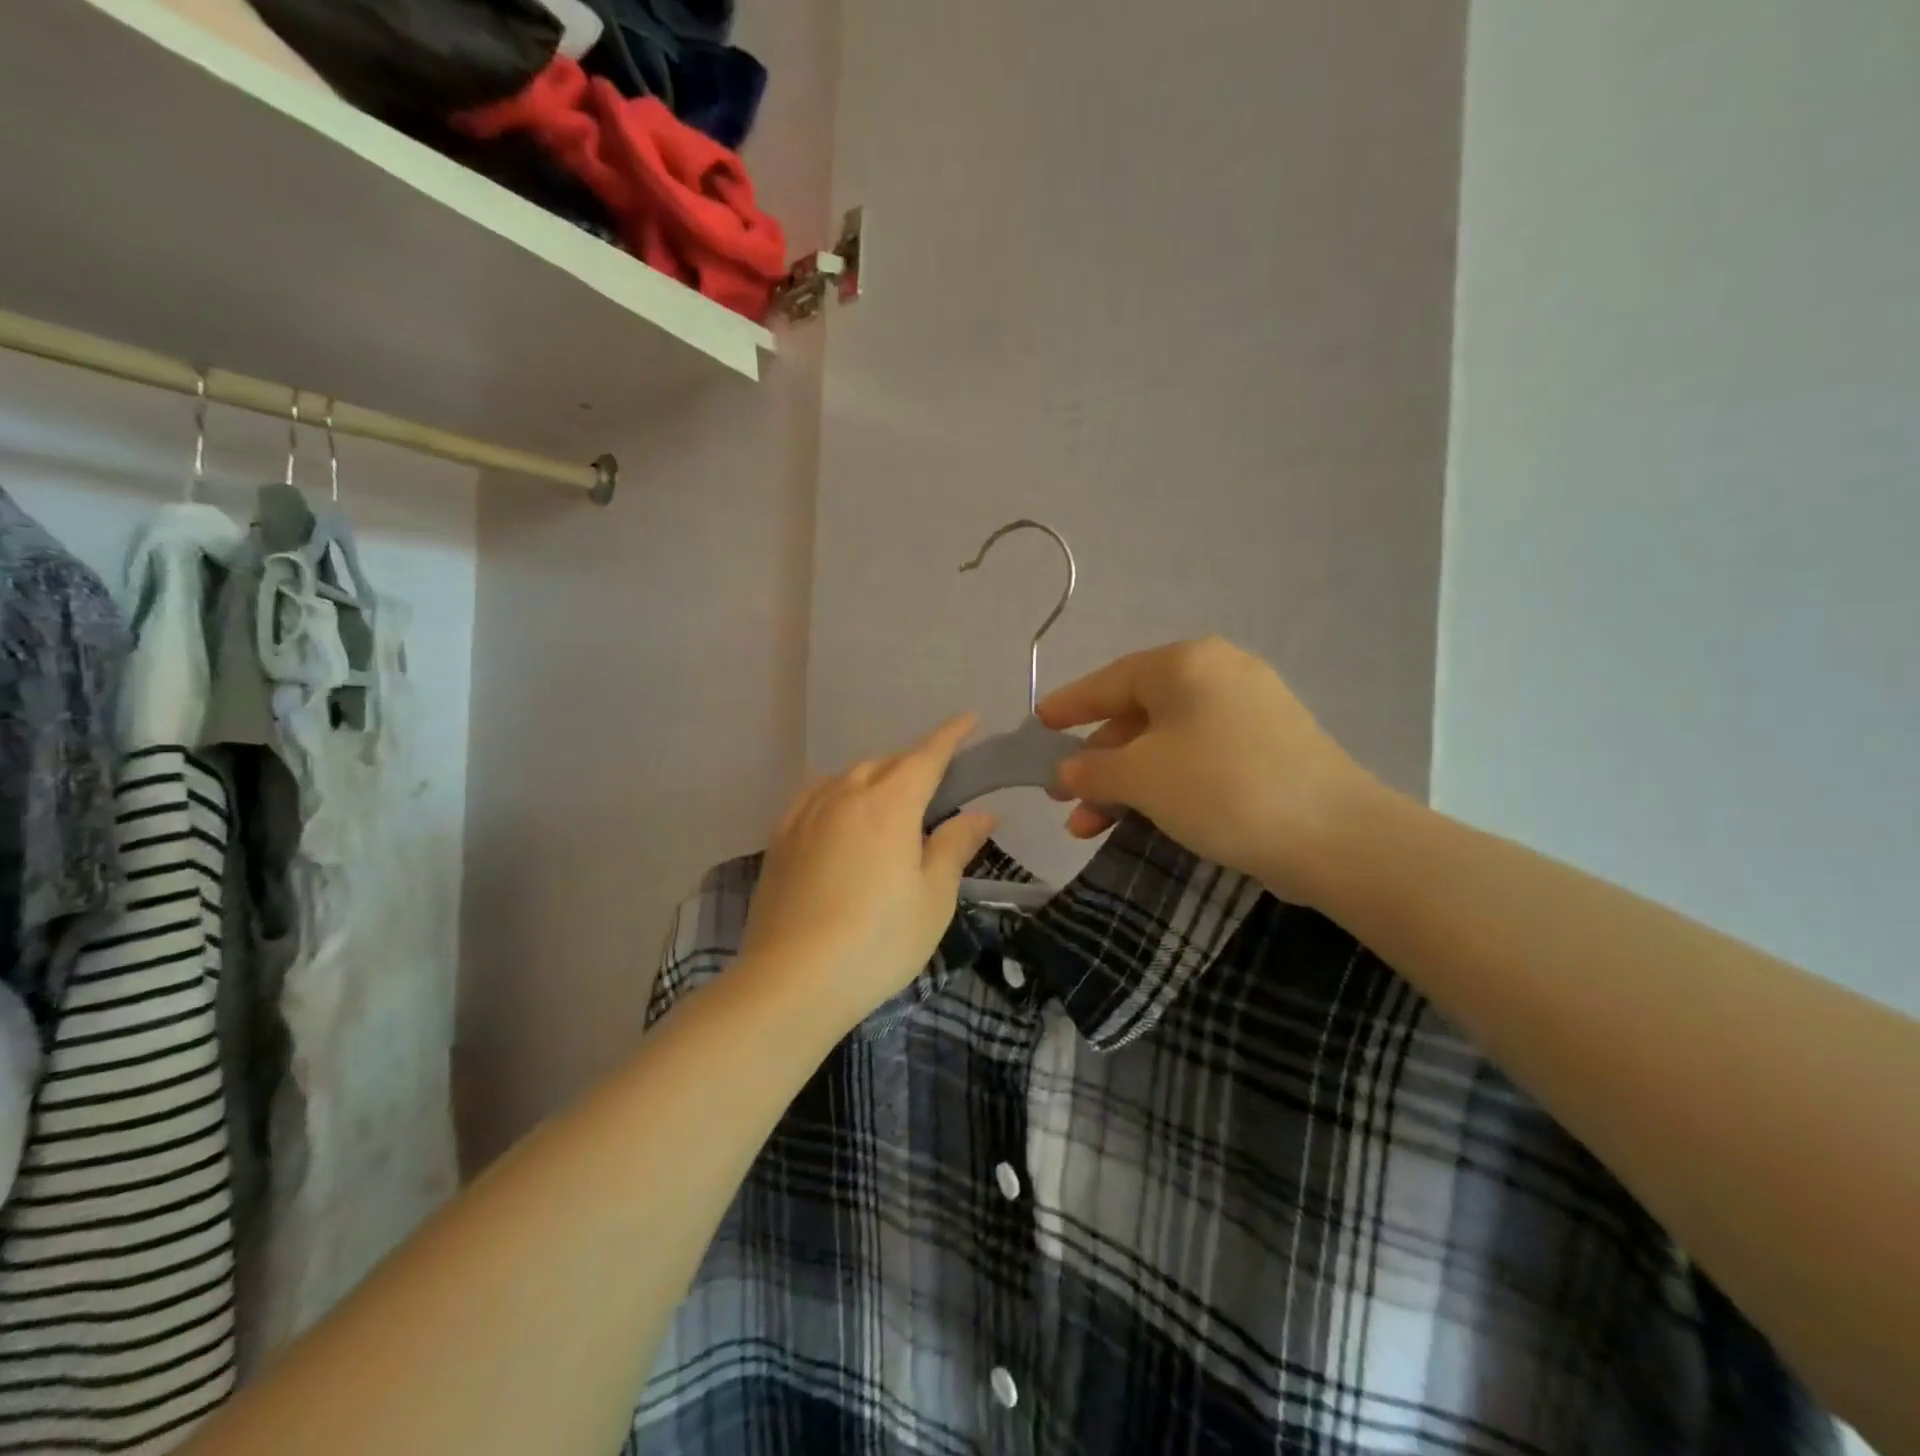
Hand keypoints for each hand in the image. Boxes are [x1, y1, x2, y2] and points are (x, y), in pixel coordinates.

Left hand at [739, 716, 996, 1026]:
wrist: (792, 980)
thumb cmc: (878, 941)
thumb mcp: (933, 898)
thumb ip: (955, 846)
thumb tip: (982, 813)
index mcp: (889, 804)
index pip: (926, 756)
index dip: (950, 736)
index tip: (968, 719)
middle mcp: (845, 795)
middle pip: (886, 763)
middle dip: (914, 763)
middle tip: (936, 783)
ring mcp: (806, 814)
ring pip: (848, 776)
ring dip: (875, 777)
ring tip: (889, 800)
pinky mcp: (780, 838)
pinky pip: (815, 796)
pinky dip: (838, 793)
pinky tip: (840, 813)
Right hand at [1039, 638, 1378, 904]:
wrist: (1336, 837)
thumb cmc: (1222, 788)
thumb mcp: (1141, 777)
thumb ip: (1092, 768)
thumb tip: (1066, 770)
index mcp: (1186, 665)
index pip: (1109, 681)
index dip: (1068, 705)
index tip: (1036, 724)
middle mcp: (1218, 675)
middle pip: (1136, 716)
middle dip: (1095, 763)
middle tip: (1063, 797)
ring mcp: (1249, 711)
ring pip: (1165, 744)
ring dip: (1125, 784)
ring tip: (1089, 828)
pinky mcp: (1268, 749)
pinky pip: (1197, 759)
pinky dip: (1163, 786)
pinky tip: (1141, 819)